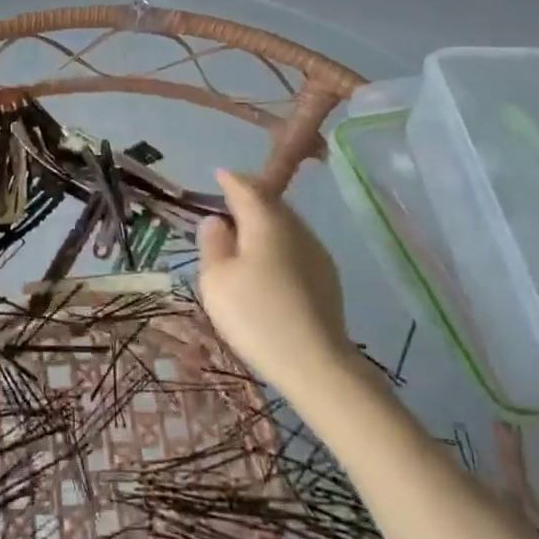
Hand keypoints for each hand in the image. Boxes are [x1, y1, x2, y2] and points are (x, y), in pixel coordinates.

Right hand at [195, 170, 348, 394]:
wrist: (316, 362)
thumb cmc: (256, 314)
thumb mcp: (216, 279)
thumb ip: (212, 243)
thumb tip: (216, 221)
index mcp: (267, 221)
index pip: (247, 187)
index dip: (230, 180)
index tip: (218, 175)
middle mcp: (296, 228)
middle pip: (270, 203)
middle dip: (249, 199)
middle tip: (226, 206)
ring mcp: (316, 252)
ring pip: (285, 225)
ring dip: (264, 223)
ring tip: (243, 236)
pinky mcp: (326, 277)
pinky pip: (294, 247)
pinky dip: (277, 245)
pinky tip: (267, 265)